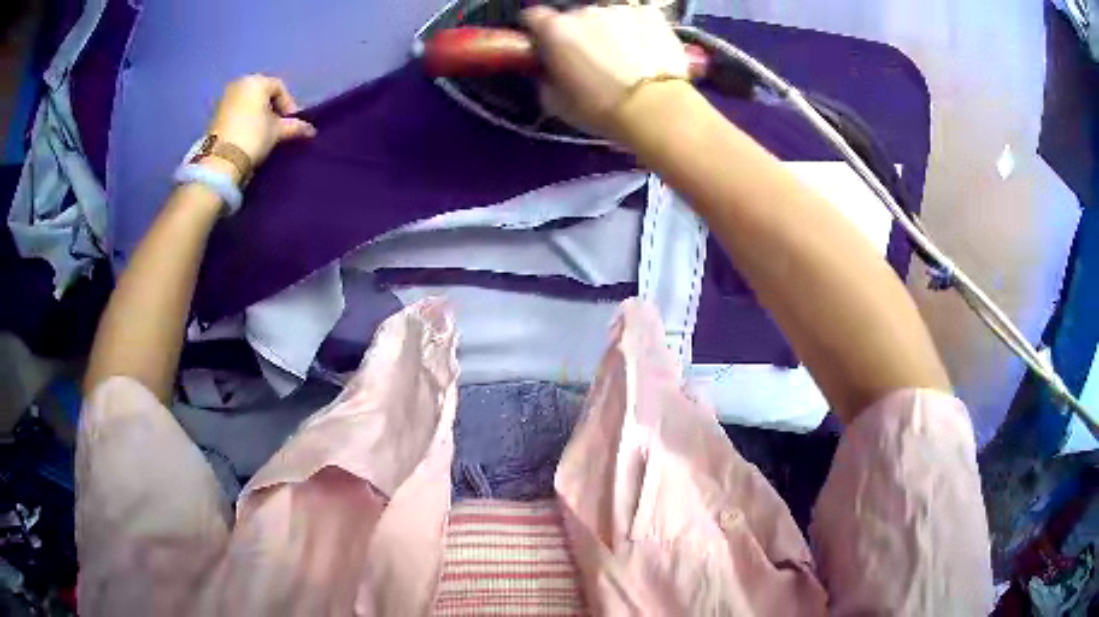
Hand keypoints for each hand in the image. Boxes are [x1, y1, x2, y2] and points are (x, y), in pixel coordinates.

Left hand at [206, 75, 316, 170]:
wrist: (221, 161)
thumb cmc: (253, 137)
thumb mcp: (277, 131)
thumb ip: (295, 126)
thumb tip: (310, 130)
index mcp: (256, 81)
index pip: (279, 88)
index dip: (289, 105)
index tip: (292, 123)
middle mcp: (240, 84)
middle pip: (262, 93)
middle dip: (272, 109)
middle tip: (278, 127)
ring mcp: (225, 98)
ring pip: (248, 103)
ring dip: (257, 115)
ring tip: (263, 133)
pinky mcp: (215, 114)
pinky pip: (236, 112)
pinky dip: (244, 120)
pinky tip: (248, 135)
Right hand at [522, 5, 689, 138]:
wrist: (655, 108)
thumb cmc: (602, 109)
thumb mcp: (555, 102)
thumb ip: (545, 76)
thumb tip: (548, 70)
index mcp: (554, 28)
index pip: (533, 17)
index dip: (540, 33)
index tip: (547, 48)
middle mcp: (584, 10)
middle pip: (574, 18)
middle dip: (578, 35)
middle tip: (590, 63)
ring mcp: (620, 9)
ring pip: (607, 18)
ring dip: (609, 33)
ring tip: (623, 62)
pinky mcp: (651, 14)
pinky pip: (637, 19)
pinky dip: (638, 32)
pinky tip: (644, 55)